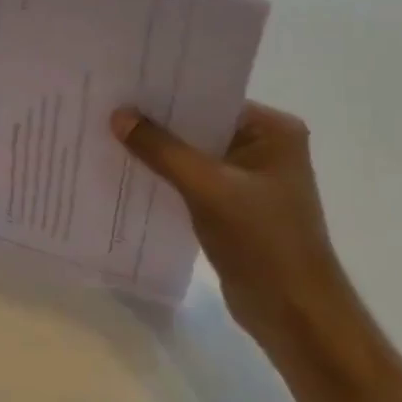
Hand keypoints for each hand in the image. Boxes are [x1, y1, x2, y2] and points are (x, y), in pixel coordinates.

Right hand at [111, 102, 355, 356]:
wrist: (295, 315)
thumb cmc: (263, 242)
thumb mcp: (208, 188)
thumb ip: (162, 150)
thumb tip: (118, 115)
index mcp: (272, 131)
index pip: (210, 98)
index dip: (166, 93)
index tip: (122, 85)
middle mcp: (263, 146)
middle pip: (198, 125)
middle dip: (156, 122)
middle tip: (106, 106)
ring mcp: (248, 178)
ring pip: (191, 154)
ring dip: (157, 151)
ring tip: (107, 135)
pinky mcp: (233, 206)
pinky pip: (191, 180)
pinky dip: (164, 177)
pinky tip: (127, 171)